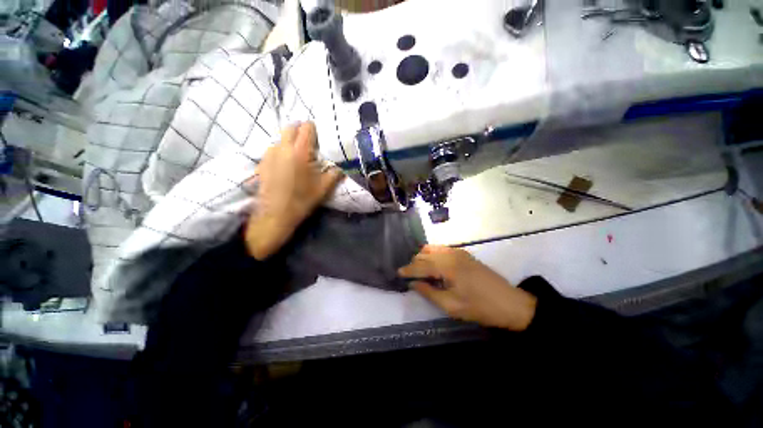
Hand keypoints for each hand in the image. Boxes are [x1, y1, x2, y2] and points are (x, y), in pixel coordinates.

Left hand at [245, 122, 342, 259]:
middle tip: (309, 144)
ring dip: (290, 141)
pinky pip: (273, 148)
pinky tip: (285, 164)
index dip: (314, 129)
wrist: (276, 215)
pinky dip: (281, 150)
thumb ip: (335, 174)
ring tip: (297, 155)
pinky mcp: (262, 162)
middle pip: (290, 127)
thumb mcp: (324, 188)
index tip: (319, 137)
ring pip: (280, 138)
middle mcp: (282, 148)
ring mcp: (269, 154)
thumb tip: (341, 168)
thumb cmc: (302, 200)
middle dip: (300, 131)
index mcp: (300, 152)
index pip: (306, 127)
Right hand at [399, 245, 536, 330]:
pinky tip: (432, 265)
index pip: (421, 265)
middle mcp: (450, 254)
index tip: (397, 273)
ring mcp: (458, 252)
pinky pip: (441, 249)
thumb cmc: (480, 307)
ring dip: (423, 258)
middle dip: (414, 264)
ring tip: (419, 271)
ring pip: (432, 249)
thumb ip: (429, 293)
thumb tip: (413, 284)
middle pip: (424, 254)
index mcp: (447, 266)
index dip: (408, 270)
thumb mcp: (451, 306)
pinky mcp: (464, 253)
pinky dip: (432, 255)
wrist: (510, 303)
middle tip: (409, 276)